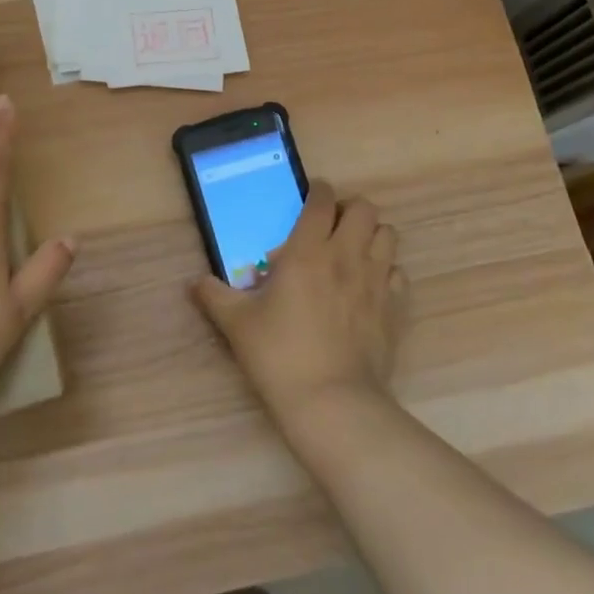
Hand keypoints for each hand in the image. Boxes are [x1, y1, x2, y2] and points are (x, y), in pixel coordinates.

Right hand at [191, 180, 406, 423]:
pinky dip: (387, 271)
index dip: (318, 190)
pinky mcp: (394, 308)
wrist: (332, 403)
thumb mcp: (237, 324)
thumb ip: (214, 296)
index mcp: (308, 251)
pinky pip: (398, 273)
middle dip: (348, 208)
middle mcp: (346, 256)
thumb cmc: (279, 355)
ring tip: (353, 251)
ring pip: (388, 234)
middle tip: (331, 226)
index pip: (321, 201)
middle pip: (364, 208)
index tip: (311, 195)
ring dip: (371, 234)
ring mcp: (376, 281)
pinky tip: (369, 287)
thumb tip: (194, 282)